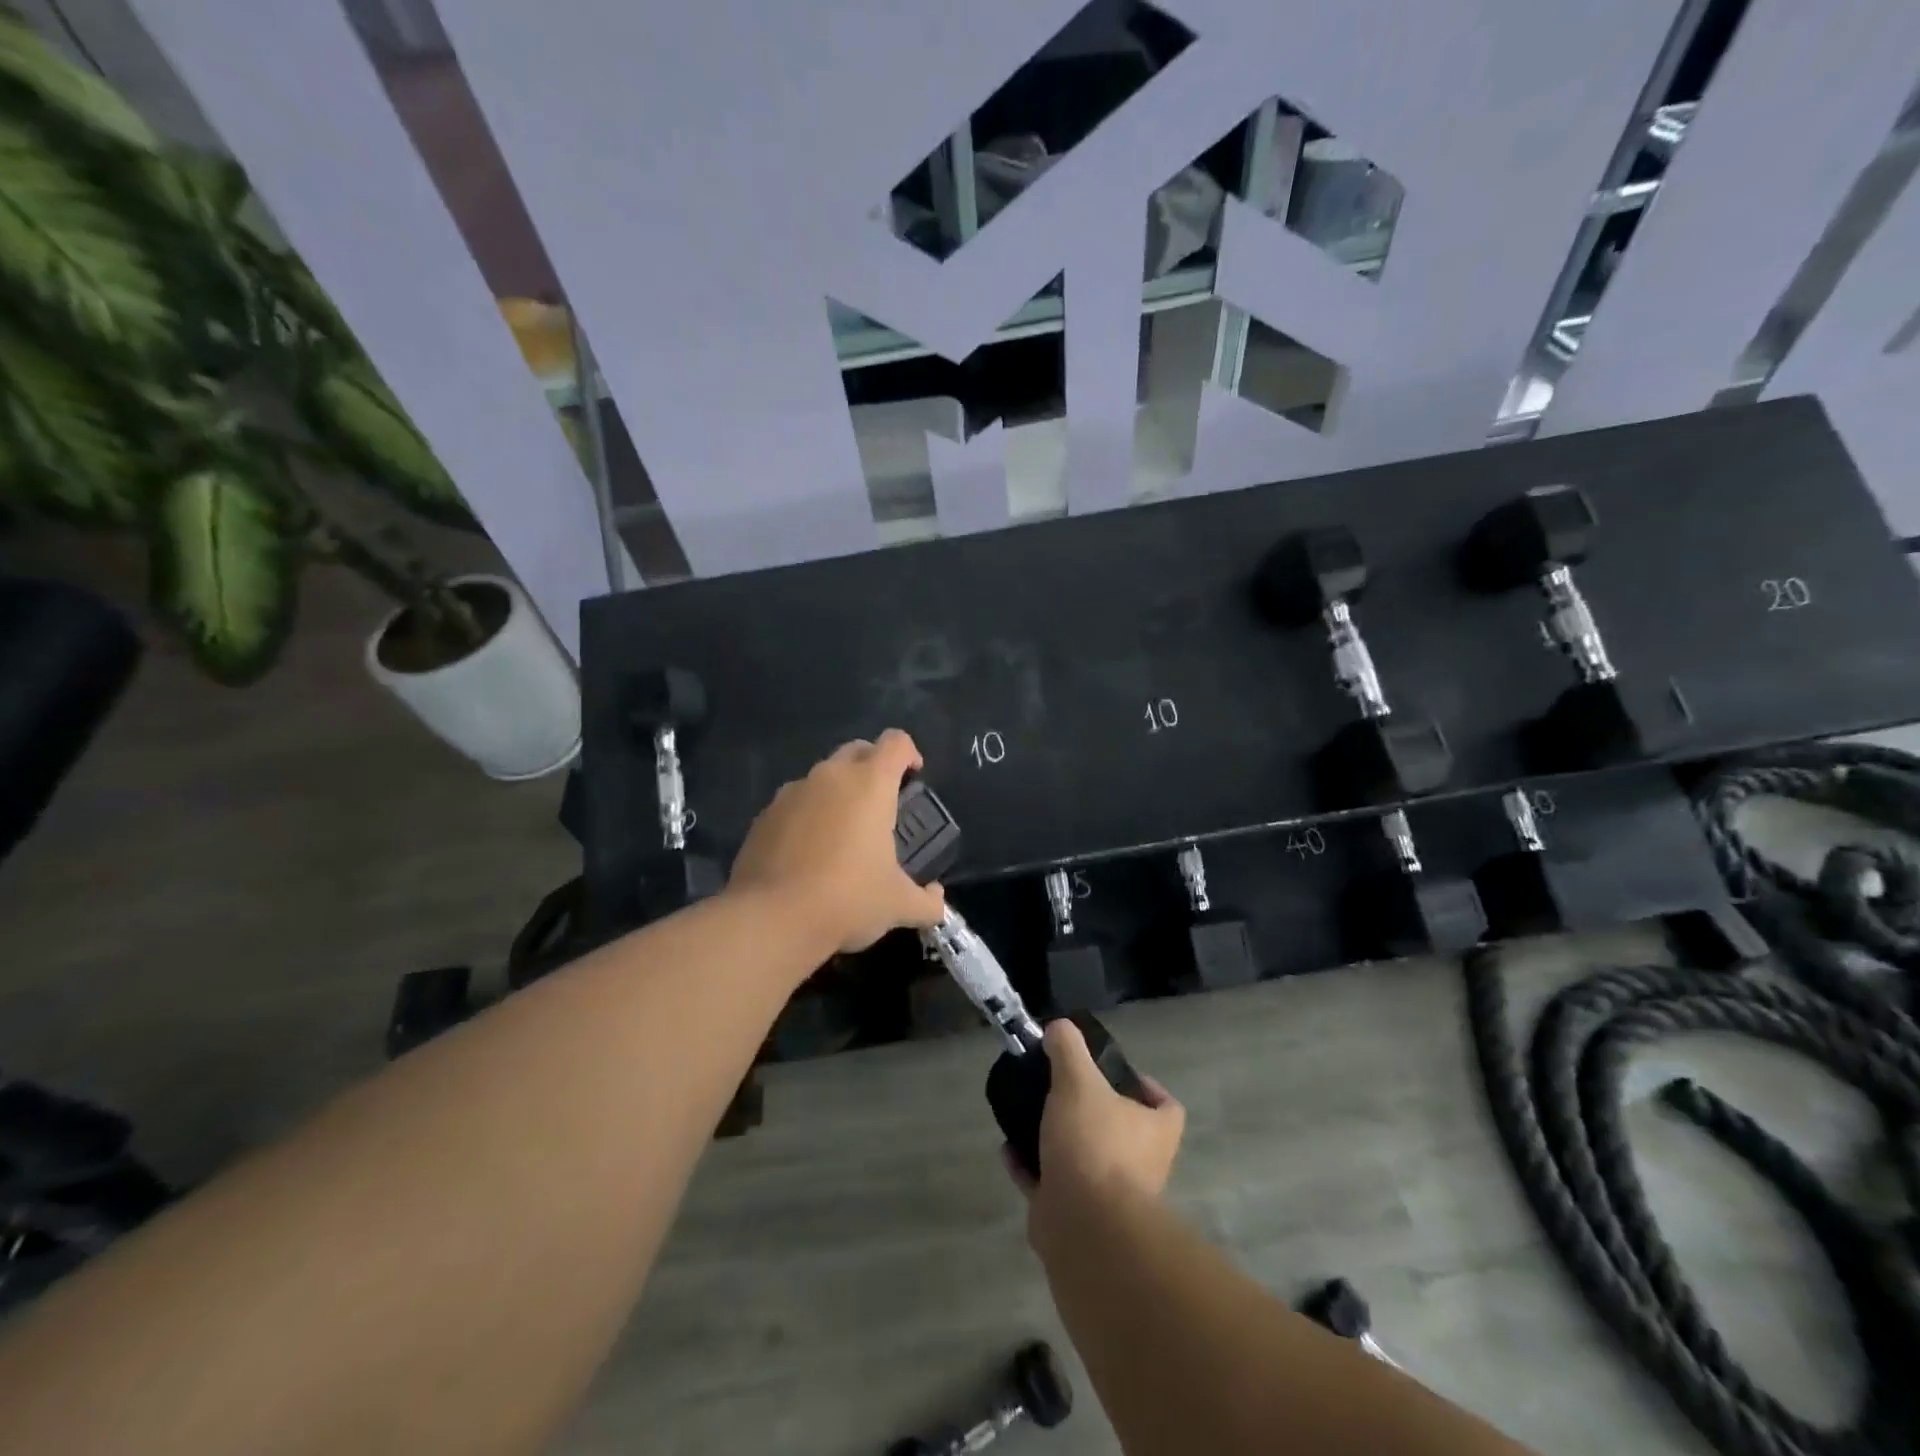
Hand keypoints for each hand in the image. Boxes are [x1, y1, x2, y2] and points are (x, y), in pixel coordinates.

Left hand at [728, 729, 945, 955]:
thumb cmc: (848, 899)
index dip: (909, 753)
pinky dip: (807, 816)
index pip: (896, 742)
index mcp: (870, 784)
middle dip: (873, 766)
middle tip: (881, 803)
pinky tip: (809, 853)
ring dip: (837, 792)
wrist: (772, 919)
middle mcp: (830, 776)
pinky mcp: (763, 816)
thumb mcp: (899, 905)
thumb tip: (938, 901)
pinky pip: (794, 803)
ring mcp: (792, 793)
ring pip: (822, 777)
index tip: (914, 776)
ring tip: (843, 832)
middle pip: (857, 750)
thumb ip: (927, 901)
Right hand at [1009, 1019, 1184, 1220]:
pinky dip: (1031, 1168)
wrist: (1083, 1228)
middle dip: (1091, 1112)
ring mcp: (1109, 1197)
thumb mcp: (1078, 1081)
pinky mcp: (1077, 1218)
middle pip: (1121, 1130)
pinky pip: (1051, 1184)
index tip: (1112, 1072)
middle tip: (1062, 1089)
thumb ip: (1068, 1049)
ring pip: (1084, 1158)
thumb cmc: (1093, 1144)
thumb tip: (1060, 1027)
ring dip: (1059, 1140)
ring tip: (1030, 1114)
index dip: (1145, 1087)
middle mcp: (1141, 1165)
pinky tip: (1008, 1149)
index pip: (1166, 1106)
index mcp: (1154, 1132)